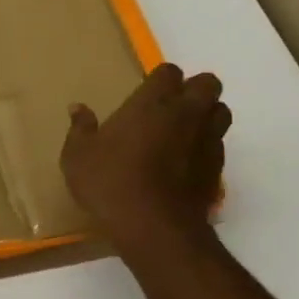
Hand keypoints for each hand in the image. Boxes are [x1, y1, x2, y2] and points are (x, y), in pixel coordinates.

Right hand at [60, 64, 228, 260]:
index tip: (145, 92)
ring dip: (206, 115)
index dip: (160, 79)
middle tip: (170, 107)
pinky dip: (205, 147)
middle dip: (193, 90)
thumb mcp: (77, 157)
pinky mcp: (216, 168)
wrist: (153, 226)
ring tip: (183, 131)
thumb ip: (80, 129)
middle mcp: (186, 113)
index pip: (168, 72)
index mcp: (152, 103)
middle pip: (208, 84)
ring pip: (220, 112)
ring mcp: (207, 140)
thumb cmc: (110, 183)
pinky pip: (217, 145)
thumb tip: (78, 108)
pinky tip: (185, 163)